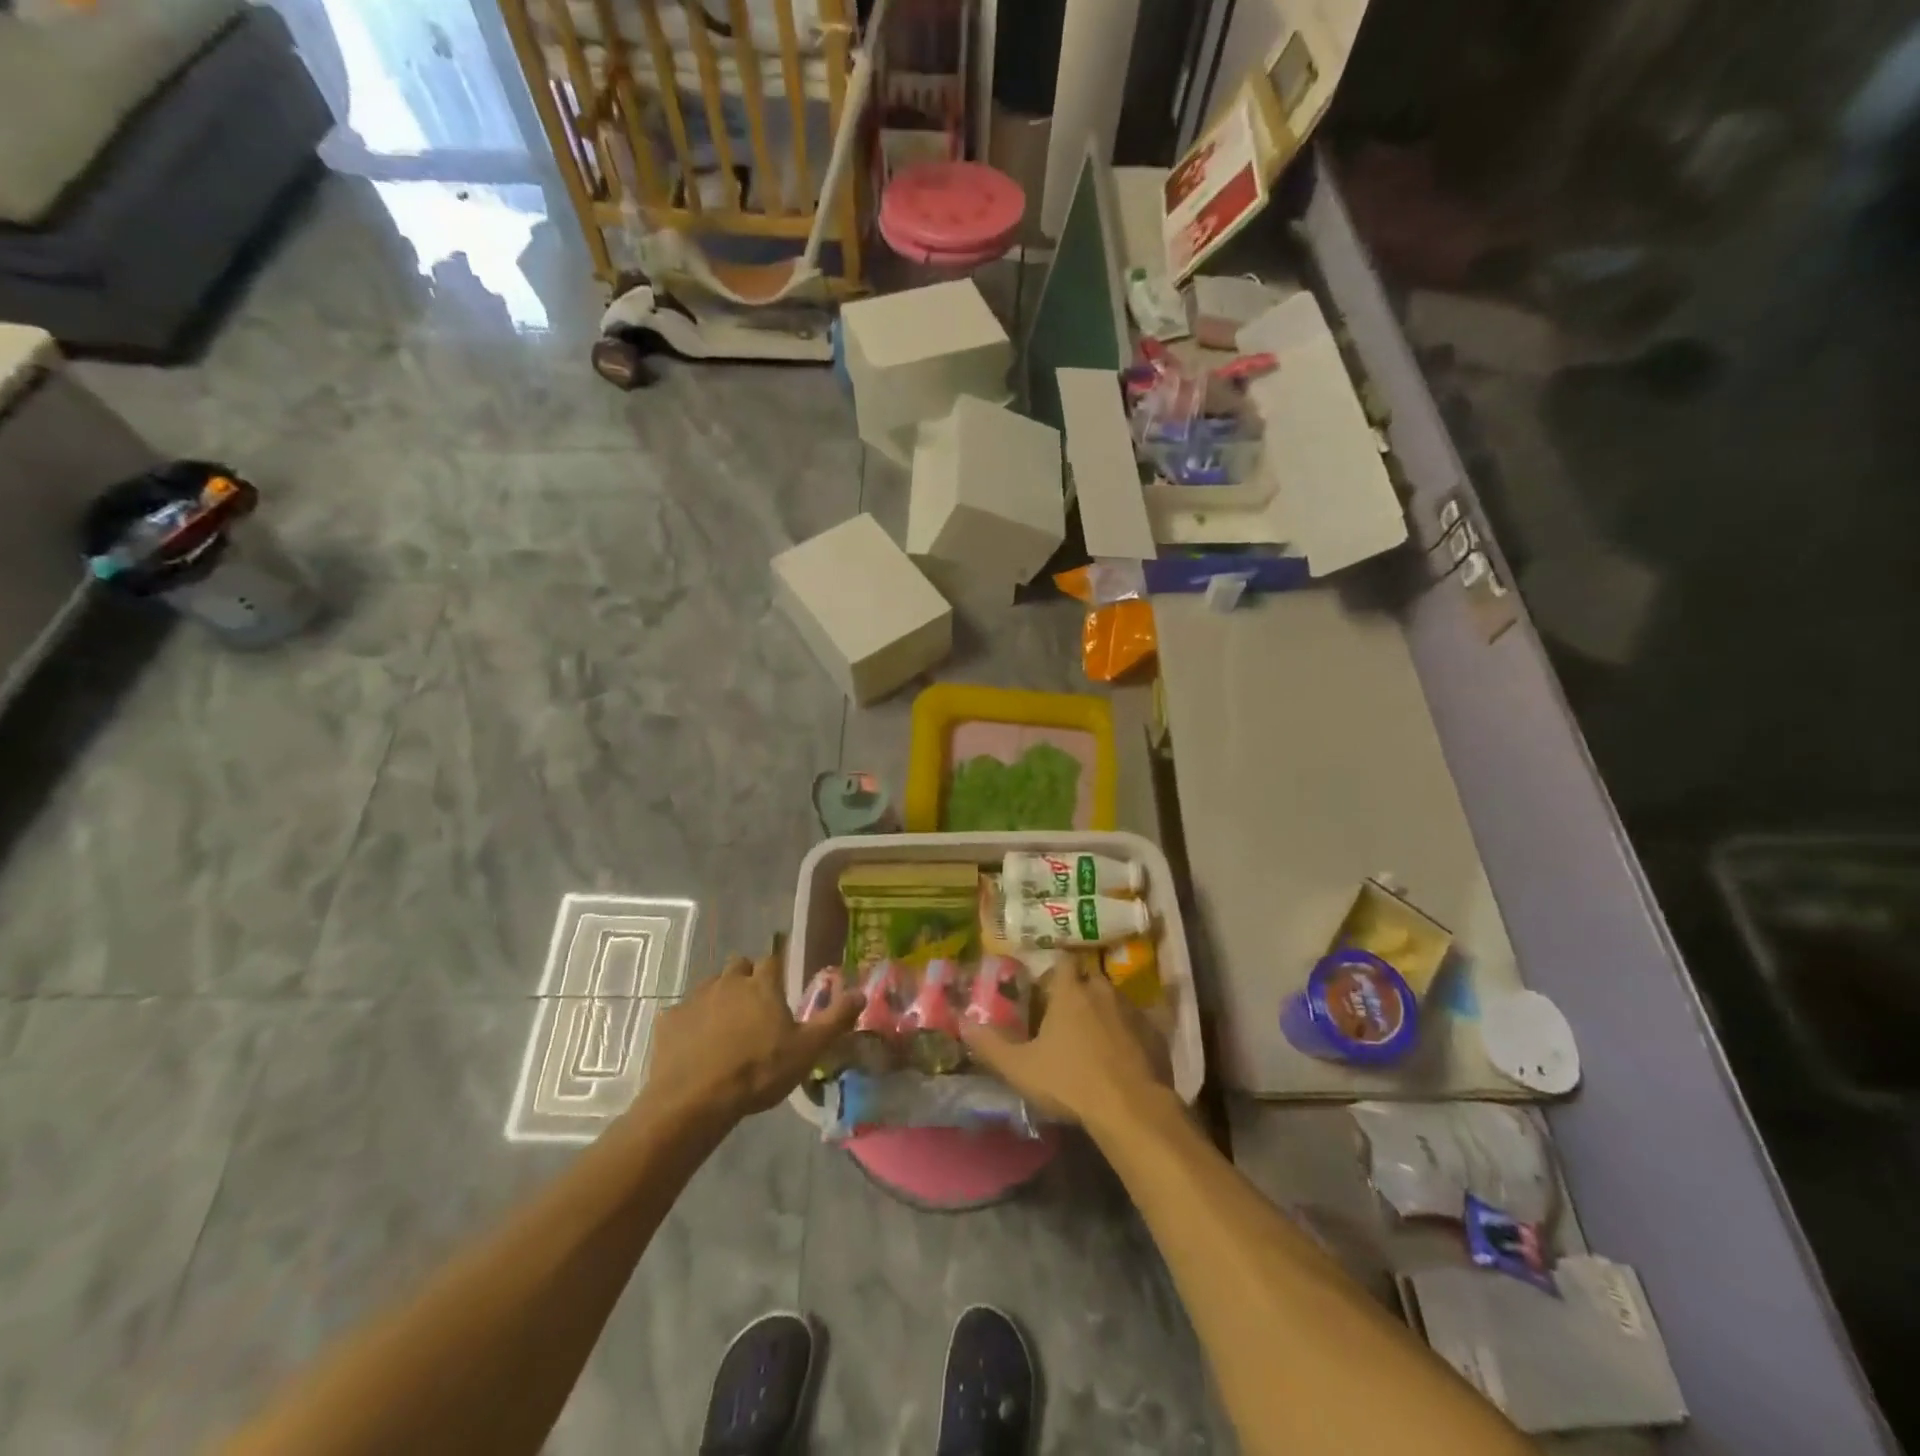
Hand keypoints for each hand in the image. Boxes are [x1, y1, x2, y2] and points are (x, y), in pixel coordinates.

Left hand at [646, 951, 864, 1124]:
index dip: (777, 968)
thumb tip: (861, 992)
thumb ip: (835, 1019)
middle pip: (738, 965)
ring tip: (725, 1026)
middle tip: (754, 1005)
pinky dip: (690, 1022)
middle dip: (746, 977)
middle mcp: (728, 982)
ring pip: (710, 985)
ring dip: (719, 997)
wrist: (694, 1101)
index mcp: (762, 984)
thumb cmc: (758, 1072)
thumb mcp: (807, 1050)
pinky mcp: (668, 1020)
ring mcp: (695, 998)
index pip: (773, 959)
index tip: (781, 982)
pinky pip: (682, 1012)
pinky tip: (694, 1045)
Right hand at [959, 954, 1171, 1130]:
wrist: (1132, 1109)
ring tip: (1091, 1037)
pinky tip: (1119, 1056)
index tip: (1045, 986)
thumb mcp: (1020, 1068)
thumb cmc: (1070, 1082)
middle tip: (1065, 1014)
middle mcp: (1103, 991)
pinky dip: (1127, 1033)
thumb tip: (962, 1022)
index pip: (1063, 962)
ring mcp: (1133, 1011)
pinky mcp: (1155, 1034)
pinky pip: (1136, 1024)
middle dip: (1078, 990)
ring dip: (1103, 1011)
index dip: (1054, 971)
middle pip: (1089, 979)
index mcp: (1071, 991)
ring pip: (1114, 1000)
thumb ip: (990, 1044)